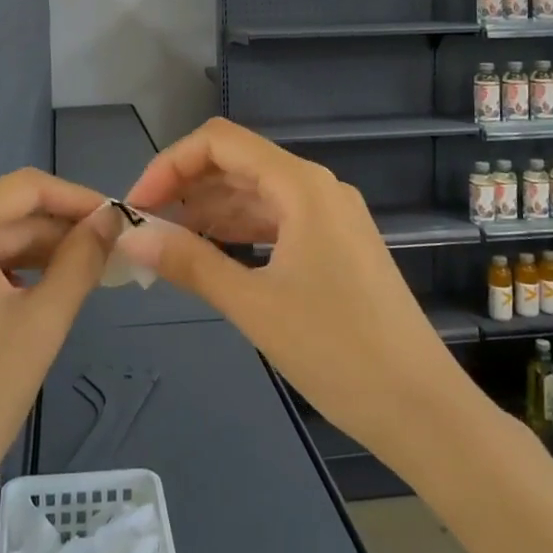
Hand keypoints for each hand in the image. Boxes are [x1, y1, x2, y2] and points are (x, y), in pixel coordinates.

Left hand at [0, 170, 121, 529]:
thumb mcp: (43, 322)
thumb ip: (82, 258)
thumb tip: (110, 218)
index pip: (26, 188)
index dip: (78, 198)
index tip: (118, 219)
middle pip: (3, 217)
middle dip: (57, 233)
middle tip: (108, 256)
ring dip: (33, 257)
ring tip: (80, 278)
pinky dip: (0, 277)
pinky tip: (32, 300)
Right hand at [117, 119, 482, 476]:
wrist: (423, 410)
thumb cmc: (338, 351)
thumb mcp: (253, 305)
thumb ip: (189, 262)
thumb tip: (130, 236)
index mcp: (301, 185)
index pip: (220, 142)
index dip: (171, 164)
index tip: (138, 205)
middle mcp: (317, 187)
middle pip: (237, 163)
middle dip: (186, 187)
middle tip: (145, 228)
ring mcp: (331, 216)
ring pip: (255, 194)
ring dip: (209, 211)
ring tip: (168, 244)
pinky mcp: (336, 245)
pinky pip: (276, 221)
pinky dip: (238, 231)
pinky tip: (211, 255)